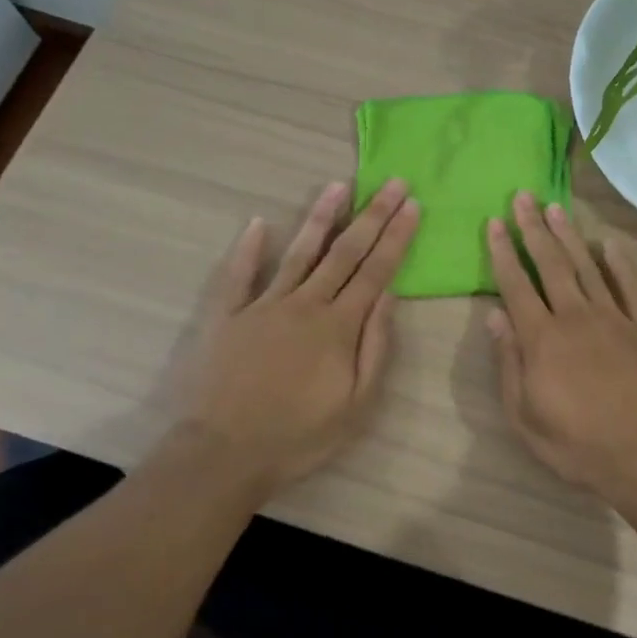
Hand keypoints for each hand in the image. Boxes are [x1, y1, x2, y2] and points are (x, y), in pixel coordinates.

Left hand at [170, 179, 418, 494]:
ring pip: (298, 253)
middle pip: (344, 252)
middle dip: (372, 215)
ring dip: (320, 217)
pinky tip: (258, 223)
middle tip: (392, 183)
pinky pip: (238, 275)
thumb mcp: (357, 405)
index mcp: (338, 326)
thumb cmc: (299, 436)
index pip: (376, 271)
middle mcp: (304, 304)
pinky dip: (248, 248)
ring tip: (338, 186)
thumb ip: (376, 348)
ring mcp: (263, 306)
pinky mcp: (227, 316)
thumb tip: (389, 296)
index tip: (412, 205)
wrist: (224, 453)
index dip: (396, 237)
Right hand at [486, 193, 636, 496]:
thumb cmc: (578, 444)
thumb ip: (509, 363)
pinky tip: (609, 243)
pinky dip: (620, 263)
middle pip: (551, 264)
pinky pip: (630, 287)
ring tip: (555, 207)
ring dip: (569, 235)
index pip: (516, 285)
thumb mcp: (526, 416)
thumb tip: (494, 316)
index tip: (494, 222)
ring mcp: (614, 318)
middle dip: (533, 228)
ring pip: (587, 266)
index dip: (503, 252)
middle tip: (523, 196)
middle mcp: (576, 317)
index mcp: (543, 339)